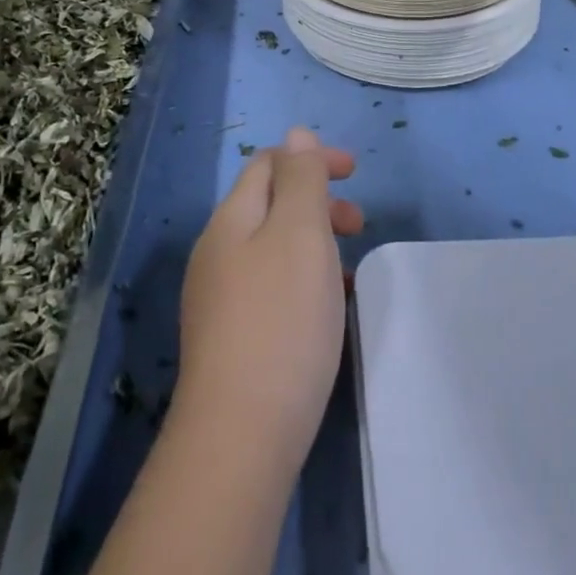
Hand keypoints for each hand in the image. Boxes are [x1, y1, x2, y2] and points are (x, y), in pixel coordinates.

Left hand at [175, 127, 363, 475]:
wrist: (239, 438)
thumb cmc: (280, 321)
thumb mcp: (300, 233)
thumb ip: (301, 178)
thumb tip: (296, 135)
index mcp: (231, 220)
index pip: (268, 164)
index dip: (311, 157)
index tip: (354, 172)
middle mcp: (217, 253)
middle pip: (269, 204)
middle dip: (316, 201)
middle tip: (358, 223)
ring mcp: (218, 300)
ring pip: (273, 249)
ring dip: (313, 243)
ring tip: (350, 269)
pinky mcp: (229, 341)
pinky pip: (272, 289)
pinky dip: (304, 282)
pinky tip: (327, 312)